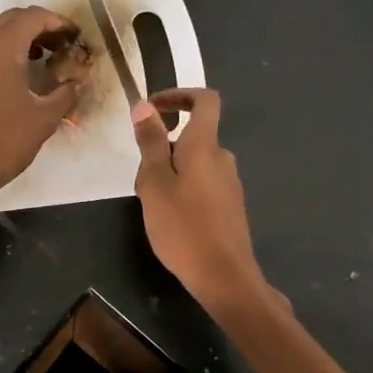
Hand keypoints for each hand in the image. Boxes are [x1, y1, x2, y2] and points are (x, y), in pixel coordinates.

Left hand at [0, 7, 82, 206]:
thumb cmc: (4, 142)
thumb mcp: (45, 118)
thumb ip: (65, 93)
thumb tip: (75, 82)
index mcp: (3, 45)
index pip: (34, 17)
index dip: (57, 23)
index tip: (72, 37)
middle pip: (8, 19)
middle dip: (34, 28)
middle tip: (54, 49)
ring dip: (3, 34)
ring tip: (20, 56)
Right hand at [134, 87, 364, 372]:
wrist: (224, 277)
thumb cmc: (183, 227)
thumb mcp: (154, 183)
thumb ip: (151, 143)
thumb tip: (146, 106)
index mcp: (205, 145)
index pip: (206, 100)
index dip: (181, 94)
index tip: (155, 106)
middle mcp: (223, 158)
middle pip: (196, 136)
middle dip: (166, 145)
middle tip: (142, 174)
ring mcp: (230, 184)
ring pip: (197, 163)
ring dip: (173, 171)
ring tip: (152, 201)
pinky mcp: (231, 207)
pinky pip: (204, 184)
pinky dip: (185, 189)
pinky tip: (171, 219)